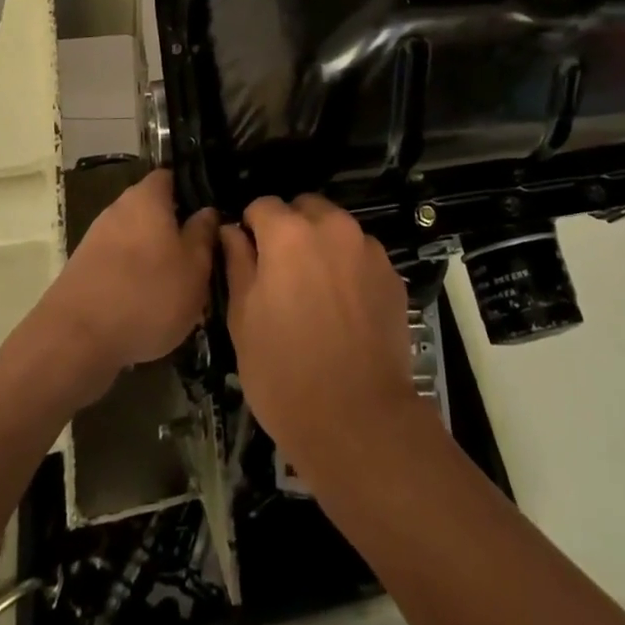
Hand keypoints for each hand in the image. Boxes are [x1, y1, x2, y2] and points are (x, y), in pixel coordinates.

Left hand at [36, 170, 215, 401]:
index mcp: (147, 198)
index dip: (191, 190)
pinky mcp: (83, 272)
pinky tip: (147, 309)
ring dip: (155, 258)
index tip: (210, 213)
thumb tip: (207, 212)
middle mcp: (118, 209)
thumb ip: (203, 234)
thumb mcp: (194, 267)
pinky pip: (118, 266)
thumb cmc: (147, 293)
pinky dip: (134, 280)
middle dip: (174, 230)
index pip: (171, 177)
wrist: (75, 341)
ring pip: (136, 241)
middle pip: (153, 211)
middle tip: (199, 257)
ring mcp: (96, 241)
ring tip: (177, 289)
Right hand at [221, 195, 417, 473]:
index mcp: (289, 233)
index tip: (249, 257)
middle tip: (282, 274)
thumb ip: (237, 264)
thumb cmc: (285, 373)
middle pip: (305, 208)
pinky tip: (344, 309)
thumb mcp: (243, 320)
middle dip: (290, 229)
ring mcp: (368, 249)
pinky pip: (362, 256)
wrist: (359, 420)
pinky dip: (349, 268)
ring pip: (336, 230)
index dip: (251, 228)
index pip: (262, 204)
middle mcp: (332, 227)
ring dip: (322, 246)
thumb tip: (232, 231)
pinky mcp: (392, 274)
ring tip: (316, 293)